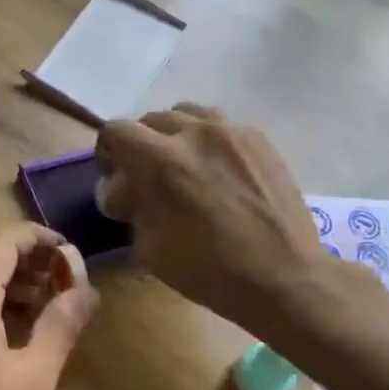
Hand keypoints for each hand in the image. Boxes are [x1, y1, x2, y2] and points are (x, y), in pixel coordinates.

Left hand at [0, 222, 98, 389]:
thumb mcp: (34, 378)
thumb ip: (61, 324)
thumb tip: (86, 289)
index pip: (2, 240)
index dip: (39, 238)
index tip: (69, 255)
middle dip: (26, 260)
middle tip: (62, 284)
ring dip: (5, 280)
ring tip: (42, 307)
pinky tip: (7, 327)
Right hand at [97, 104, 328, 329]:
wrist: (281, 275)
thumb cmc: (206, 270)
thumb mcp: (148, 248)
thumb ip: (131, 209)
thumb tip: (126, 192)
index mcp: (158, 160)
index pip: (116, 131)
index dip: (108, 153)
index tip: (116, 178)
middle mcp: (193, 132)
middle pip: (150, 120)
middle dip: (141, 146)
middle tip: (148, 178)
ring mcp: (231, 131)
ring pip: (187, 114)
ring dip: (175, 136)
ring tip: (183, 167)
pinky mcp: (259, 139)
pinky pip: (221, 126)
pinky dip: (208, 142)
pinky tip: (217, 173)